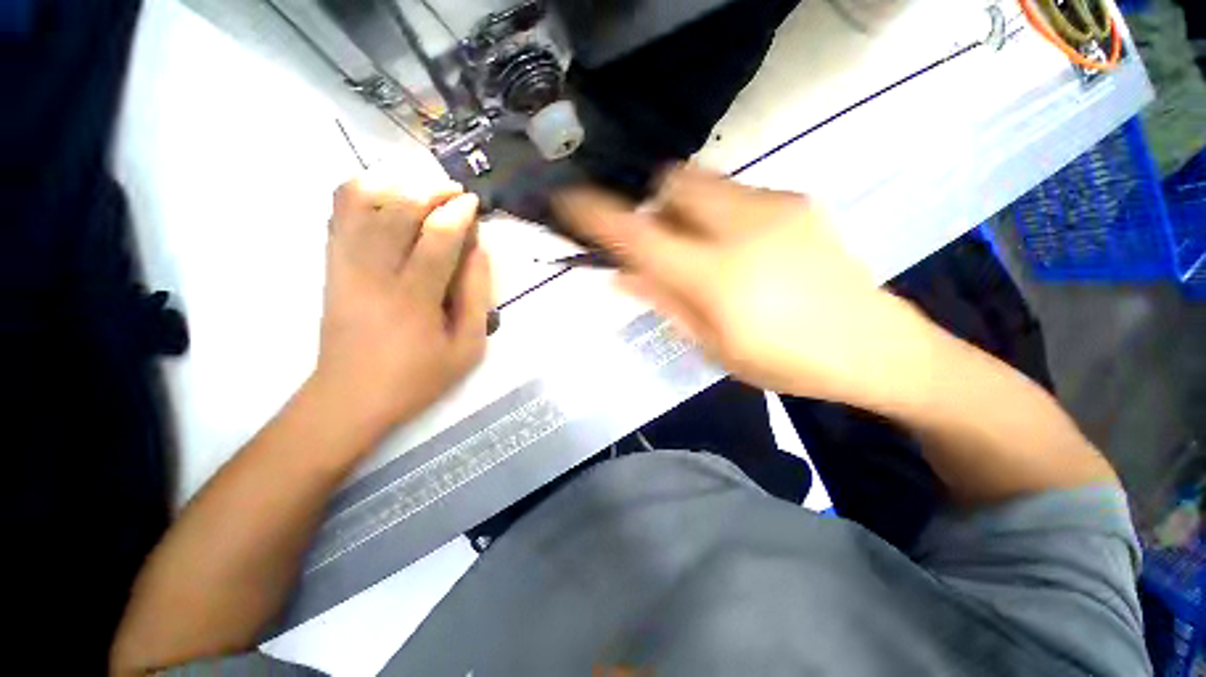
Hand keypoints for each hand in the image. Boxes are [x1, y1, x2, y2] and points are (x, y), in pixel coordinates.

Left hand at [313, 165, 492, 440]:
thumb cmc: (418, 376)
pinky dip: (361, 189)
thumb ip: (476, 296)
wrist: (351, 396)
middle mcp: (374, 272)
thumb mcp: (467, 347)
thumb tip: (478, 250)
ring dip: (399, 184)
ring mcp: (345, 264)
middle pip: (398, 209)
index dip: (458, 213)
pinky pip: (339, 211)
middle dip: (431, 190)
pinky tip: (386, 192)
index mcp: (413, 298)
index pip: (437, 237)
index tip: (473, 203)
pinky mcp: (331, 264)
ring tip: (425, 189)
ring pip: (364, 201)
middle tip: (455, 193)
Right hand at [554, 165, 926, 404]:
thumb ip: (665, 303)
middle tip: (660, 244)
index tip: (569, 202)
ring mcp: (775, 206)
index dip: (597, 214)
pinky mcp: (799, 200)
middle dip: (652, 207)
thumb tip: (621, 275)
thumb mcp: (713, 346)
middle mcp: (741, 227)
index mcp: (715, 276)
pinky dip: (717, 211)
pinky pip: (735, 191)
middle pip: (672, 183)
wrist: (876, 349)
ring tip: (703, 250)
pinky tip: (741, 247)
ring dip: (684, 209)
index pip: (639, 233)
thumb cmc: (786, 362)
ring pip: (703, 183)